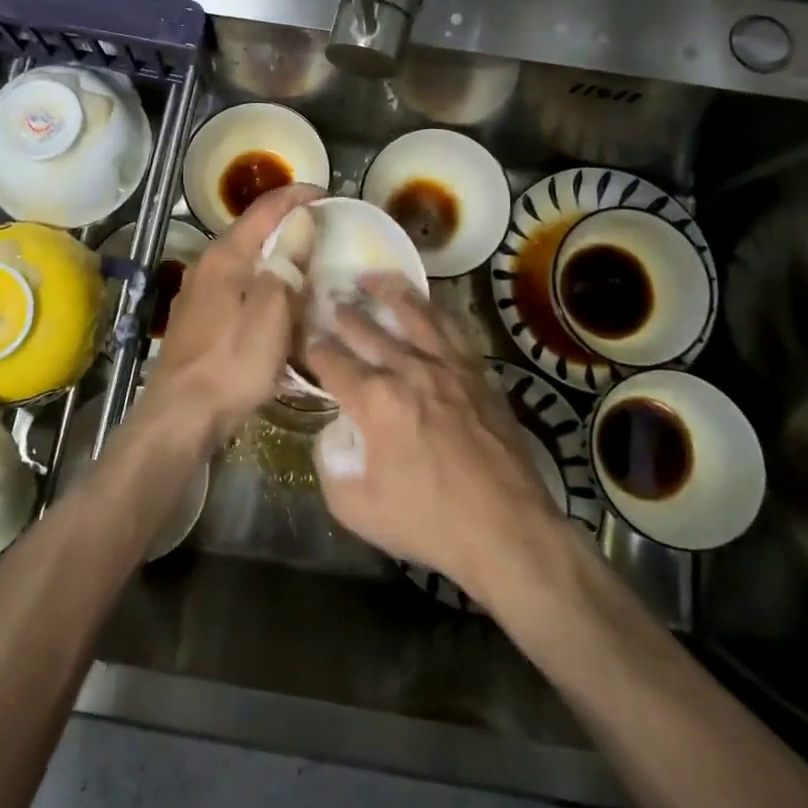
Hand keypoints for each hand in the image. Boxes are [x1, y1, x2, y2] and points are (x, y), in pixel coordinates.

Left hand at [143, 183, 321, 451]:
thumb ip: (288, 262)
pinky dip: (261, 289)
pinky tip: (277, 308)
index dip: (297, 196)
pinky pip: (237, 291)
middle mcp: (207, 265)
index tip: (327, 193)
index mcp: (225, 255)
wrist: (182, 414)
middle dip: (288, 228)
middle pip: (252, 233)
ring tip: (307, 269)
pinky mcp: (198, 321)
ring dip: (275, 260)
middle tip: (324, 233)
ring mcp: (198, 294)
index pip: (265, 209)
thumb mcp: (272, 311)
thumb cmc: (233, 361)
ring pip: (245, 264)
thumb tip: (302, 220)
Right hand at [306, 276, 560, 597]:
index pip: (329, 359)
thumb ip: (330, 464)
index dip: (309, 345)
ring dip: (388, 291)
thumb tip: (332, 434)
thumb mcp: (355, 507)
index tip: (300, 335)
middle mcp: (408, 369)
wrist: (507, 530)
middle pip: (365, 328)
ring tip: (372, 278)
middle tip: (327, 297)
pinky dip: (434, 310)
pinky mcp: (477, 372)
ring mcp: (447, 366)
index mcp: (374, 400)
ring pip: (413, 312)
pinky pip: (453, 327)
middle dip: (341, 312)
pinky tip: (427, 305)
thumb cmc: (429, 521)